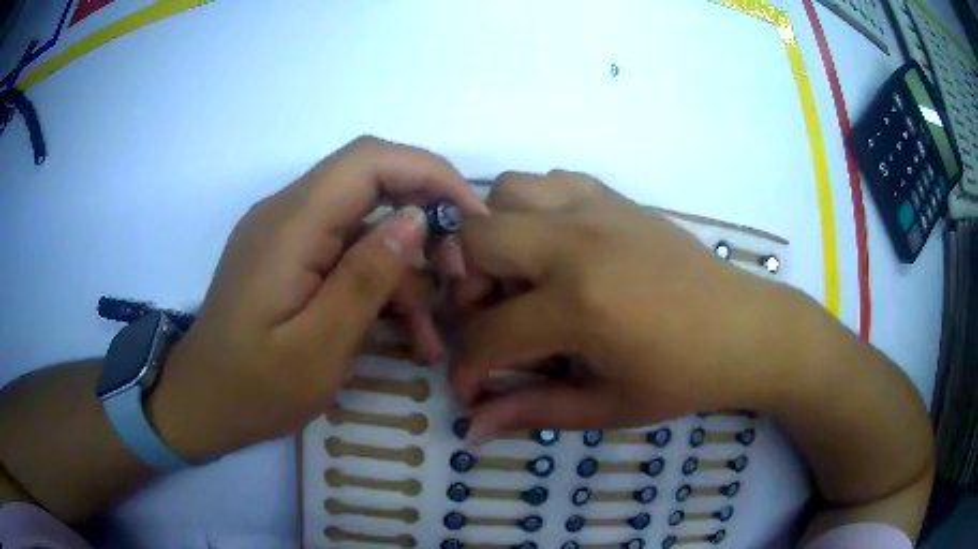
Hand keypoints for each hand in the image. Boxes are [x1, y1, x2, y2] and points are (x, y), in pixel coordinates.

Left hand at [149, 136, 486, 460]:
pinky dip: (377, 282)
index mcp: (290, 226)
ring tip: (429, 332)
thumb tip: (415, 219)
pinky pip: (344, 250)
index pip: (368, 160)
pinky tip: (399, 331)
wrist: (201, 405)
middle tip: (457, 274)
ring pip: (364, 223)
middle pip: (370, 181)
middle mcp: (286, 213)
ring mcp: (285, 234)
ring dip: (403, 267)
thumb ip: (365, 279)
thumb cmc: (253, 389)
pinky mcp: (288, 257)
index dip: (428, 172)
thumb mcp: (318, 349)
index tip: (471, 216)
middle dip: (424, 217)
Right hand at [451, 170, 794, 441]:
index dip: (467, 369)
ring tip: (527, 277)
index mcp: (580, 304)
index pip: (487, 334)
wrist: (746, 329)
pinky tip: (559, 247)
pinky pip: (551, 180)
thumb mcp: (608, 406)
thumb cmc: (683, 377)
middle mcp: (578, 241)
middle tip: (499, 318)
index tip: (472, 389)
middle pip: (475, 239)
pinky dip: (536, 208)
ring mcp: (597, 209)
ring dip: (499, 236)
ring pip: (507, 192)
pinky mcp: (616, 197)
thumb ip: (532, 411)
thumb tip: (473, 430)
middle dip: (469, 287)